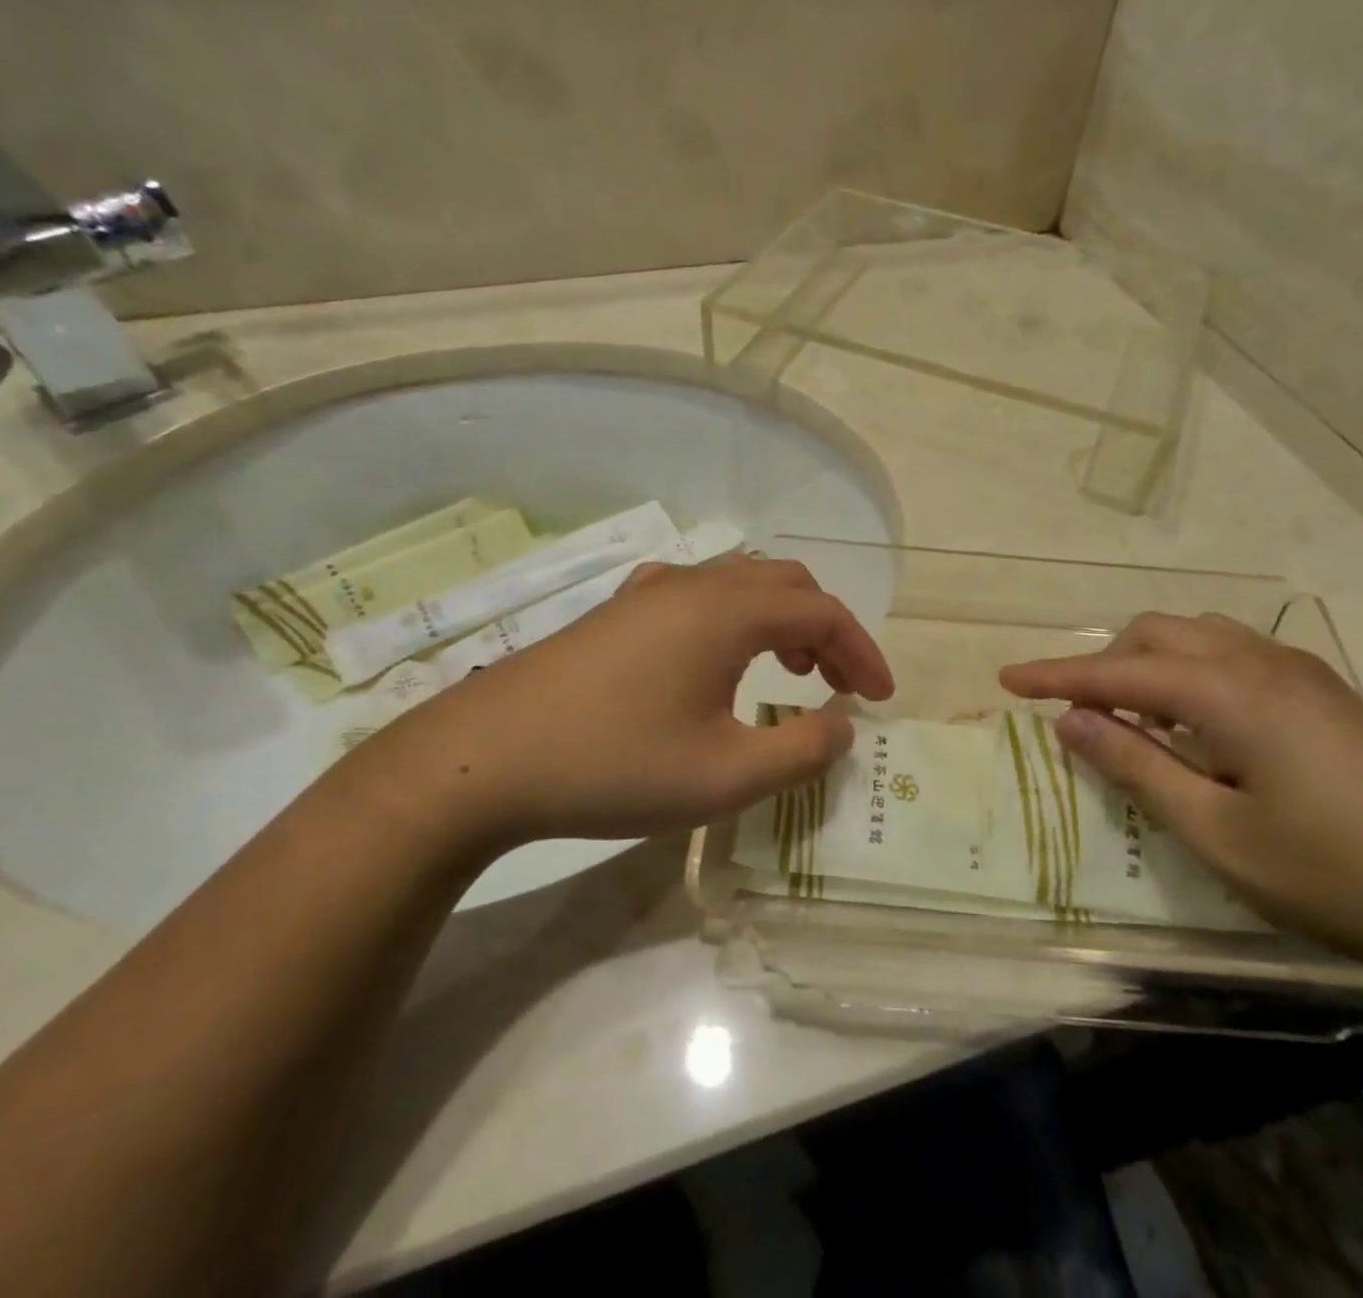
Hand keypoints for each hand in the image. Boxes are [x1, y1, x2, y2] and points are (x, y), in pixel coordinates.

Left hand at [336, 557, 893, 851]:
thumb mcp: (724, 777)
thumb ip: (800, 751)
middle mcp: (694, 584)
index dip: (862, 652)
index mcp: (727, 611)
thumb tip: (841, 727)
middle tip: (839, 684)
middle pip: (786, 584)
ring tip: (790, 672)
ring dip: (781, 621)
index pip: (822, 614)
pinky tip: (717, 662)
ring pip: (741, 585)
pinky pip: (700, 596)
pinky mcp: (617, 612)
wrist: (481, 760)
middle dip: (826, 630)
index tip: (881, 698)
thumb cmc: (613, 765)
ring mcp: (649, 592)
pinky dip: (735, 620)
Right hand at [1000, 614, 1362, 991]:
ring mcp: (1301, 673)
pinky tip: (1198, 725)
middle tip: (1078, 717)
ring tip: (1135, 719)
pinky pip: (1233, 656)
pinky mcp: (1326, 694)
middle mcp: (1260, 662)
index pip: (1116, 672)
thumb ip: (1137, 767)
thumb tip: (1071, 721)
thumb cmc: (1340, 877)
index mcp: (1228, 692)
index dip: (1055, 676)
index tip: (1005, 679)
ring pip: (1197, 638)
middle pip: (1156, 635)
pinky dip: (1191, 674)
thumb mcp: (1218, 834)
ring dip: (1150, 664)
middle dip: (1104, 664)